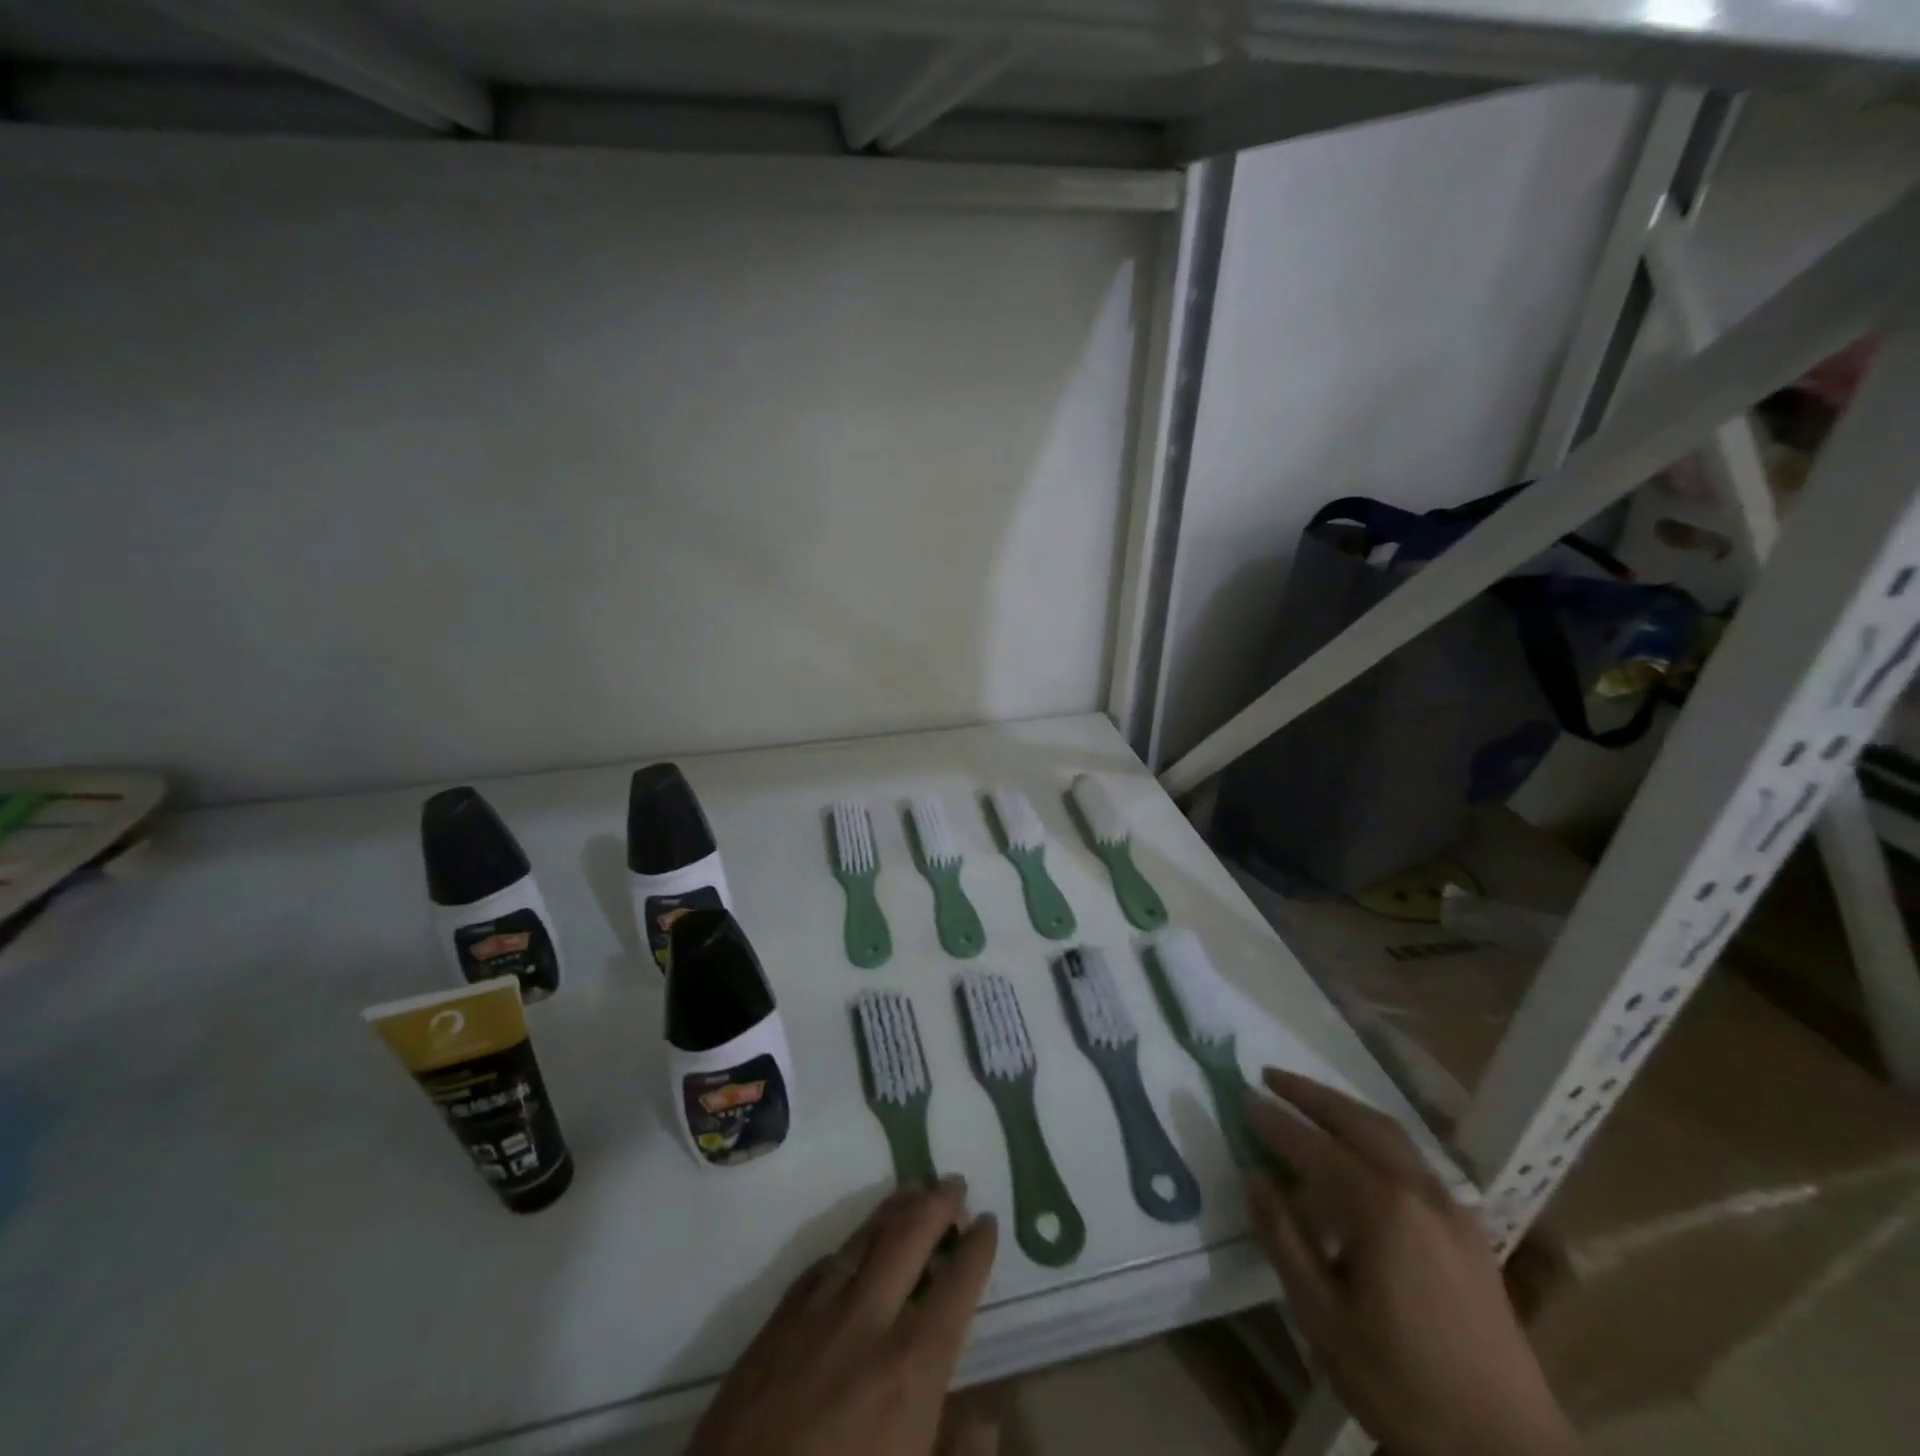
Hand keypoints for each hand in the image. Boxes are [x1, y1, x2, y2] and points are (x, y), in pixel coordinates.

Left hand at [690, 1178, 1000, 1455]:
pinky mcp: (779, 1317)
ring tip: (915, 1190)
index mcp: (912, 1367)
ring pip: (867, 1235)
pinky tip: (857, 1242)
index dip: (978, 1247)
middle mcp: (870, 1320)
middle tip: (955, 1183)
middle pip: (912, 1235)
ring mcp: (819, 1311)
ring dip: (897, 1207)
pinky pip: (825, 1261)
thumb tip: (986, 1419)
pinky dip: (851, 1242)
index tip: (988, 1221)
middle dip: (939, 1203)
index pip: (958, 1284)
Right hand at [1245, 1069, 1577, 1455]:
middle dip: (1311, 1094)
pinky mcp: (1470, 1231)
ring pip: (1392, 1135)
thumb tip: (1253, 1176)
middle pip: (1358, 1121)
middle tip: (1270, 1076)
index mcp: (1381, 1209)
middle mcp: (1419, 1192)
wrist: (1508, 1453)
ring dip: (1345, 1109)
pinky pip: (1414, 1161)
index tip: (1242, 1098)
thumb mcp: (1322, 1318)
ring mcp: (1452, 1209)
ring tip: (1310, 1101)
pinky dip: (1377, 1139)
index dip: (1274, 1121)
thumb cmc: (1402, 1384)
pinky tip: (1363, 1156)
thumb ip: (1283, 1239)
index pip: (1313, 1146)